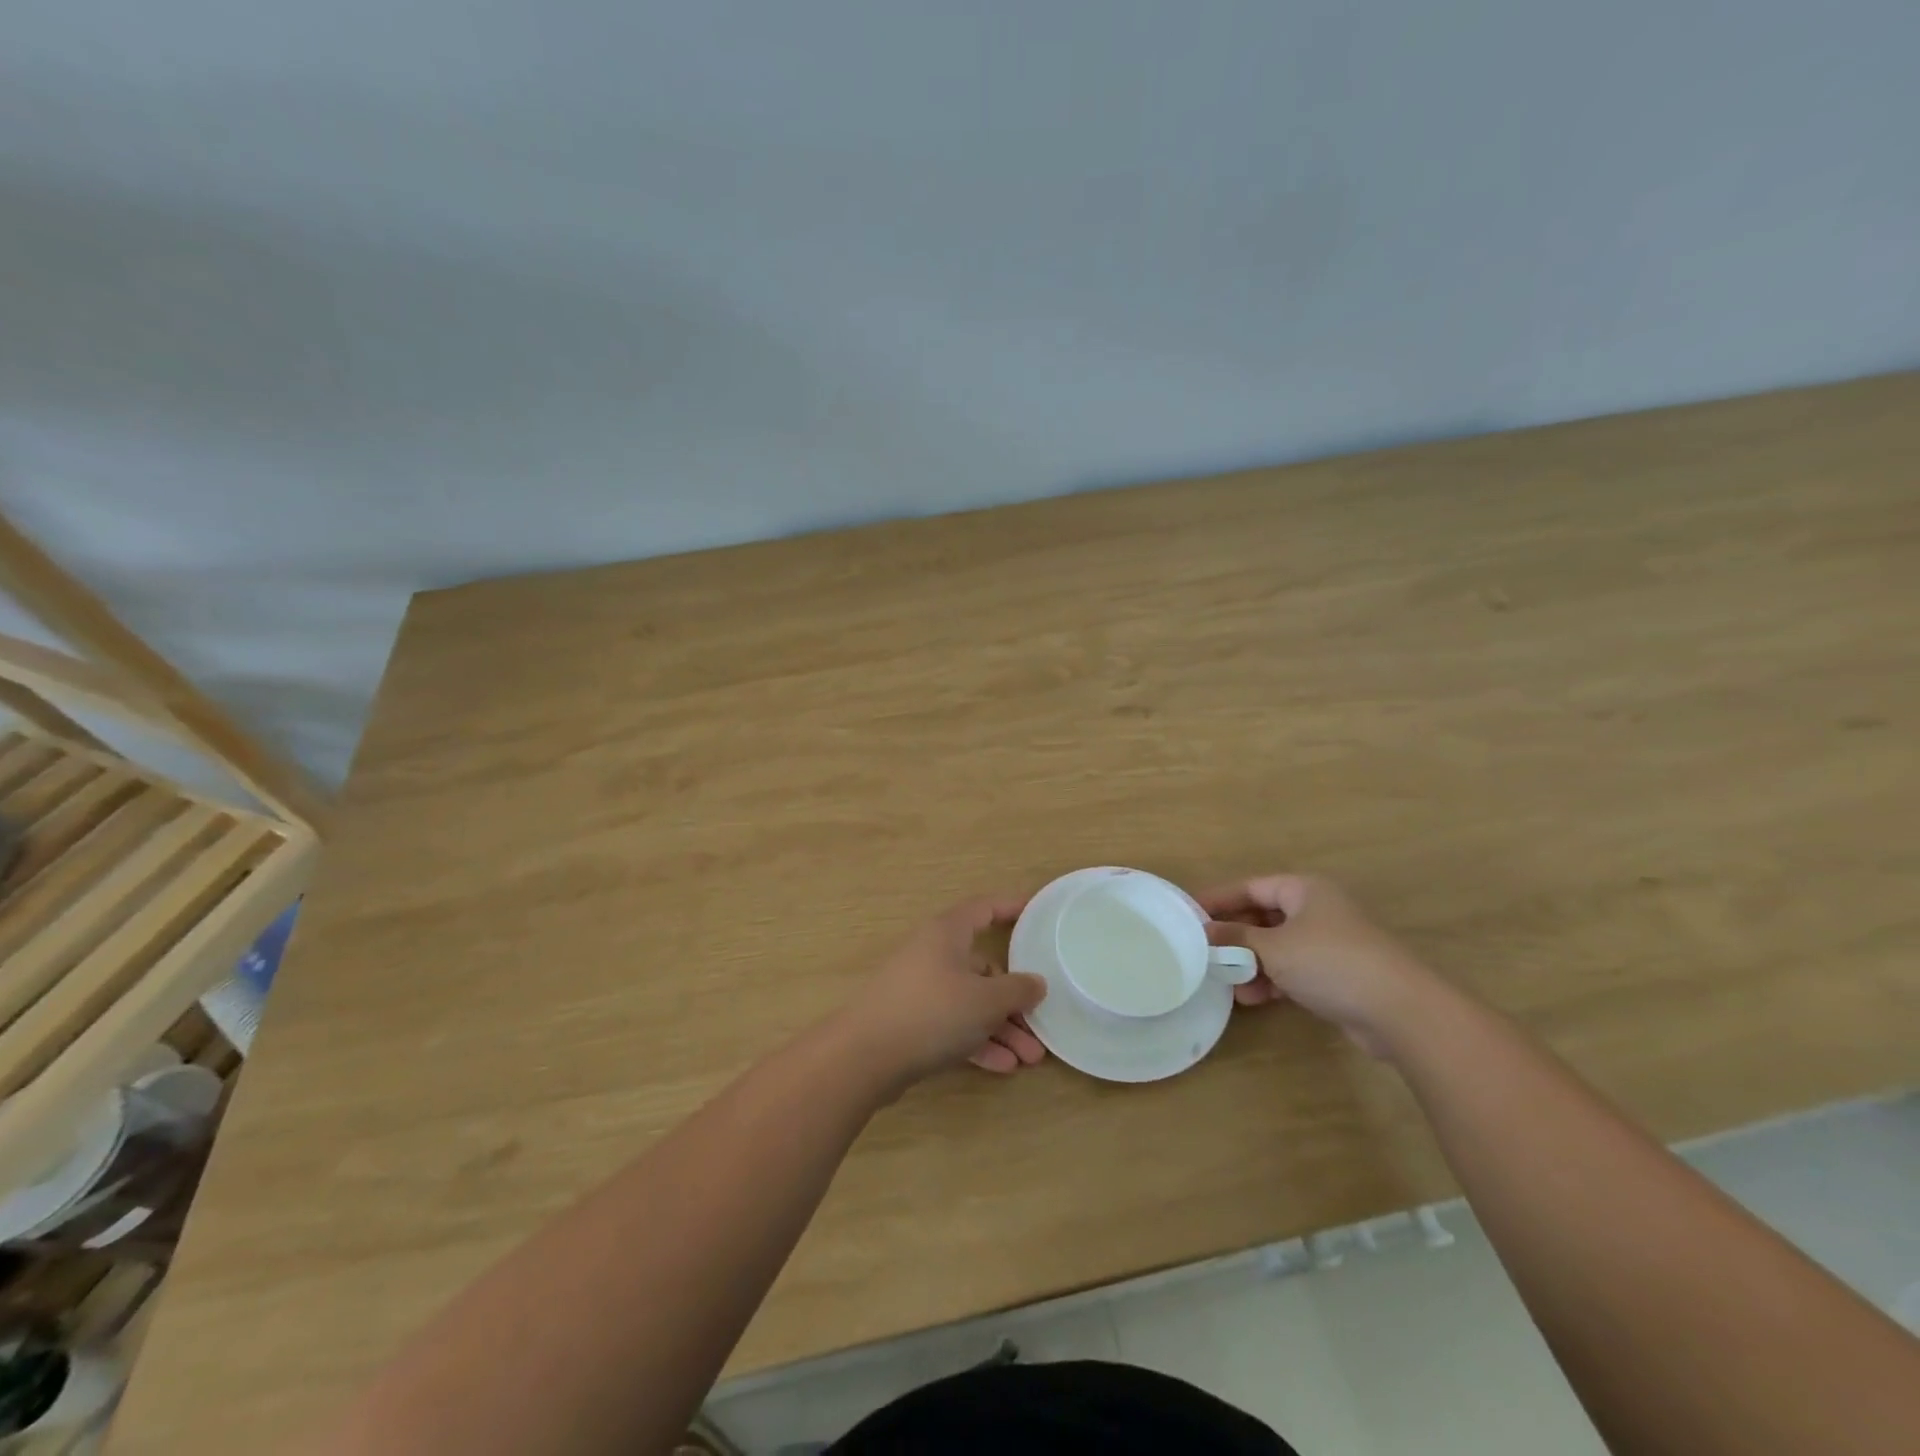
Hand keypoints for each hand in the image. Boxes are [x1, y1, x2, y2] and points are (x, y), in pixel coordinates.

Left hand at [835, 897, 1048, 1085]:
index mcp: (948, 933)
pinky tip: (1003, 1066)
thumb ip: (1017, 990)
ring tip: (1029, 1057)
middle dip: (1015, 998)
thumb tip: (1036, 982)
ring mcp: (921, 989)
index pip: (984, 908)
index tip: (1036, 913)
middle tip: (1040, 1022)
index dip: (1011, 907)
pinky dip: (978, 1041)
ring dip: (1001, 1028)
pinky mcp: (912, 1021)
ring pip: (970, 1001)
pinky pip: (954, 1025)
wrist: (865, 1056)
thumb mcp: (985, 1000)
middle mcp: (933, 954)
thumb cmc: (932, 1011)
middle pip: (983, 966)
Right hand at [1200, 874, 1444, 1059]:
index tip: (1189, 914)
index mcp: (1304, 890)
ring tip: (1229, 983)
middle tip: (1204, 951)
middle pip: (1263, 916)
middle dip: (1234, 936)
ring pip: (1277, 946)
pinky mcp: (1338, 974)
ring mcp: (1330, 942)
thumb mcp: (1273, 947)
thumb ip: (1236, 937)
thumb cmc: (1330, 963)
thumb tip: (1205, 932)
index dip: (1219, 899)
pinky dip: (1272, 979)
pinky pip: (1294, 969)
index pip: (1251, 887)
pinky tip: (1254, 998)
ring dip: (1251, 963)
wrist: (1401, 1011)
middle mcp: (1317, 909)